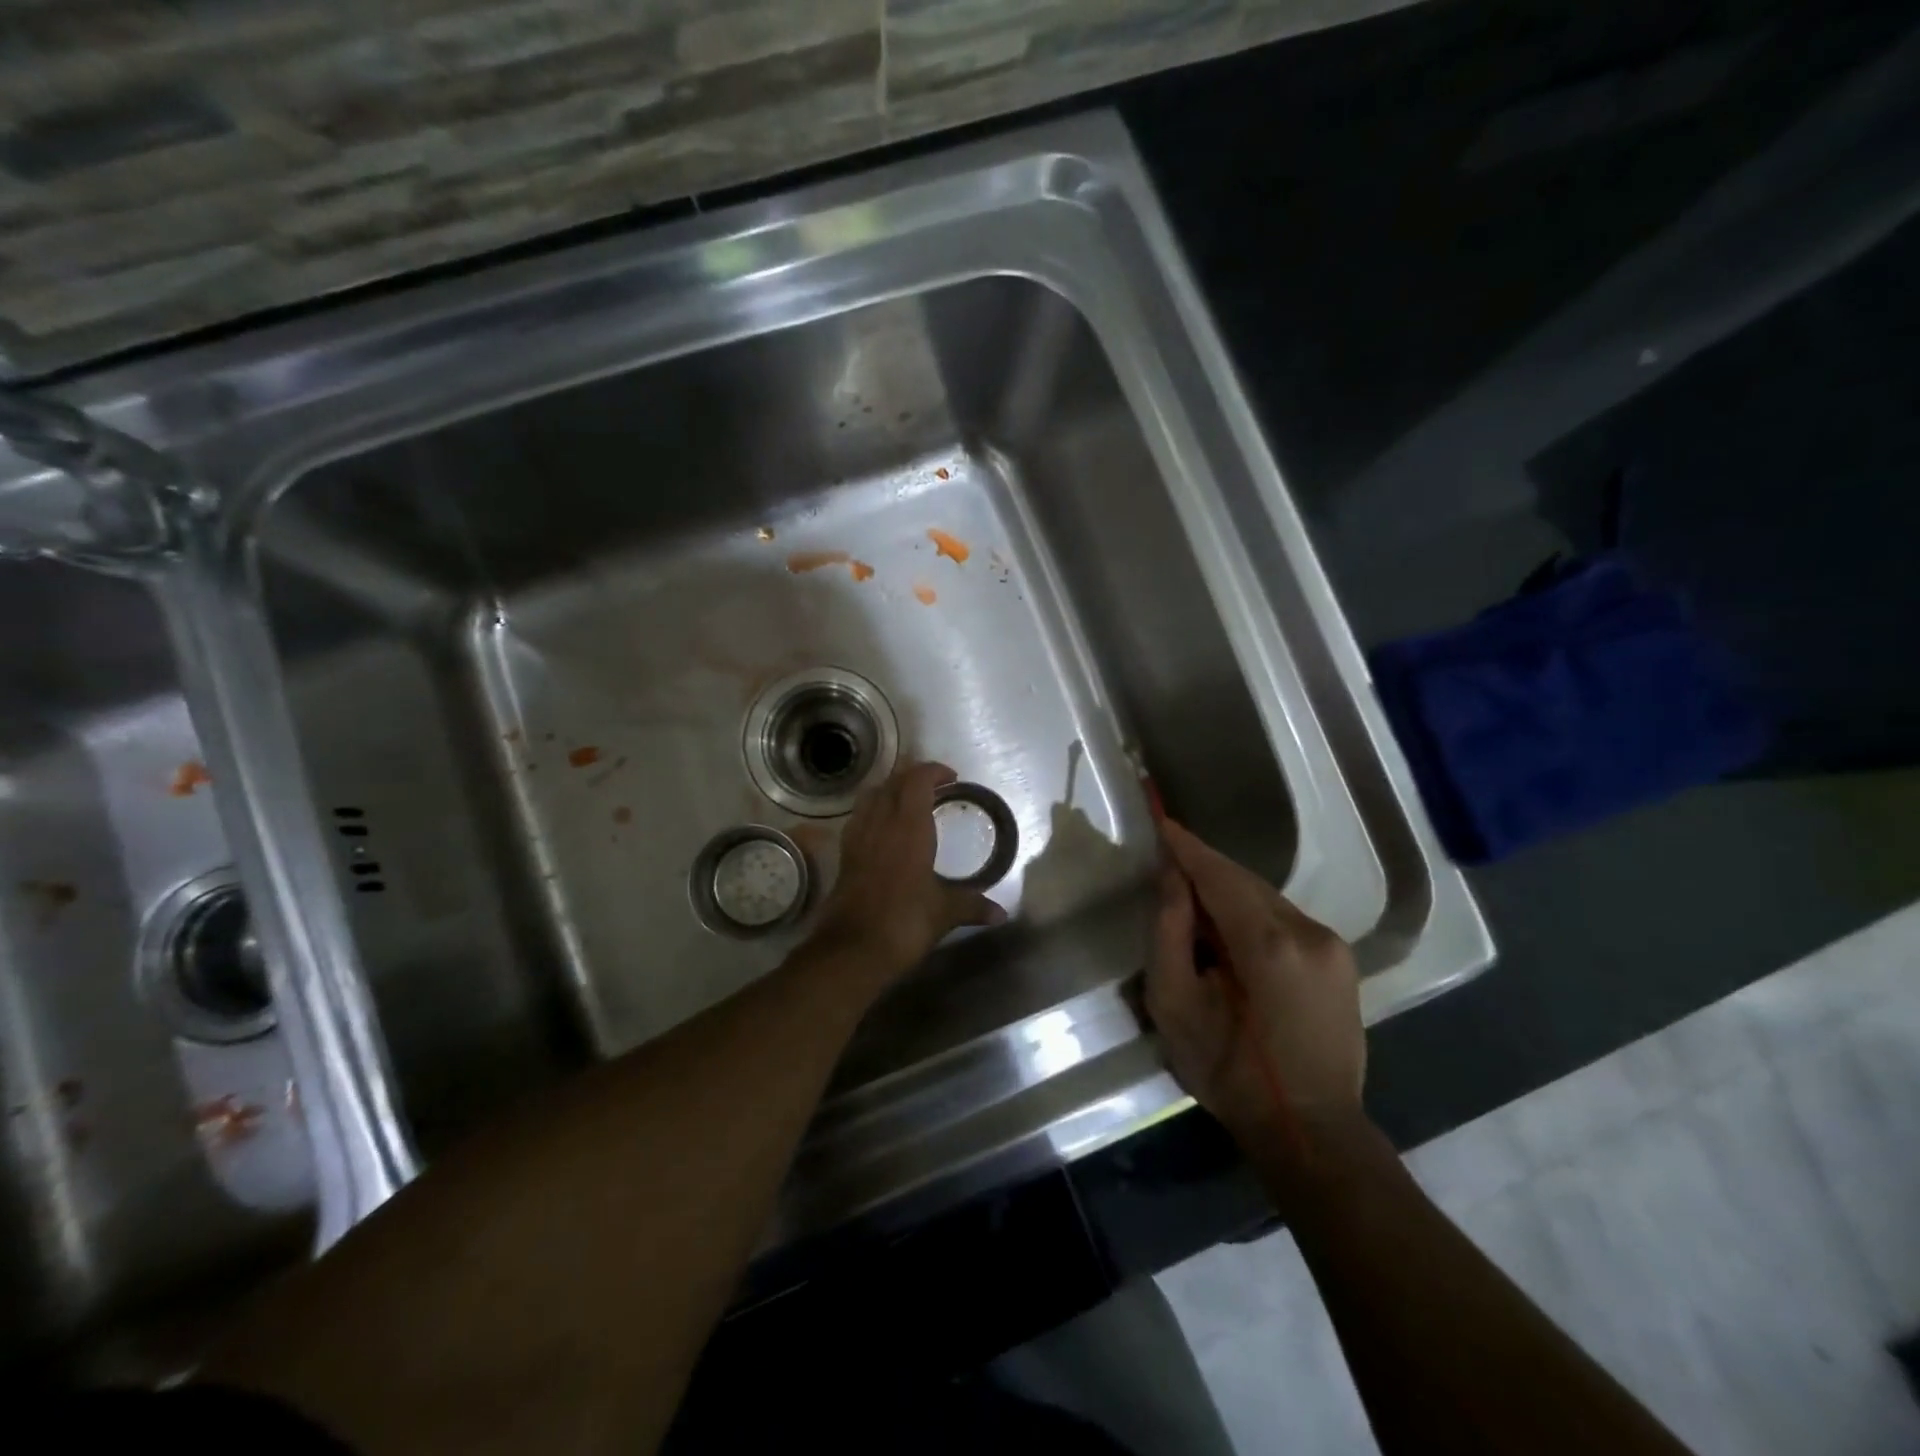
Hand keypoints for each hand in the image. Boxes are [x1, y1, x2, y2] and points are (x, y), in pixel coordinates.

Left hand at [807, 761, 1006, 983]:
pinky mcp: (845, 855)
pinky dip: (874, 811)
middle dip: (913, 776)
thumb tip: (1001, 914)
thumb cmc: (904, 923)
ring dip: (890, 790)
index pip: (917, 780)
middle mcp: (881, 824)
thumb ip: (973, 906)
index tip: (951, 778)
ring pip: (871, 796)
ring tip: (908, 802)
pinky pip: (859, 818)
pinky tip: (884, 830)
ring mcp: (858, 838)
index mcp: (908, 828)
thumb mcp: (944, 913)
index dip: (933, 771)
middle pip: (893, 782)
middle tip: (935, 786)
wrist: (852, 950)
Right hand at [1146, 819, 1365, 1149]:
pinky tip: (1231, 939)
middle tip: (1168, 869)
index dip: (1187, 847)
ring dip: (1228, 894)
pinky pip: (1284, 918)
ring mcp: (1332, 945)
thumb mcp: (1175, 1005)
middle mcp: (1309, 932)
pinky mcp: (1341, 960)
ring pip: (1266, 898)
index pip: (1219, 875)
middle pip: (1245, 881)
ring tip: (1195, 910)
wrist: (1310, 1130)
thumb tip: (1171, 877)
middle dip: (1205, 870)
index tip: (1162, 820)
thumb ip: (1169, 932)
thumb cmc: (1228, 1072)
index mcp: (1268, 944)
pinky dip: (1251, 914)